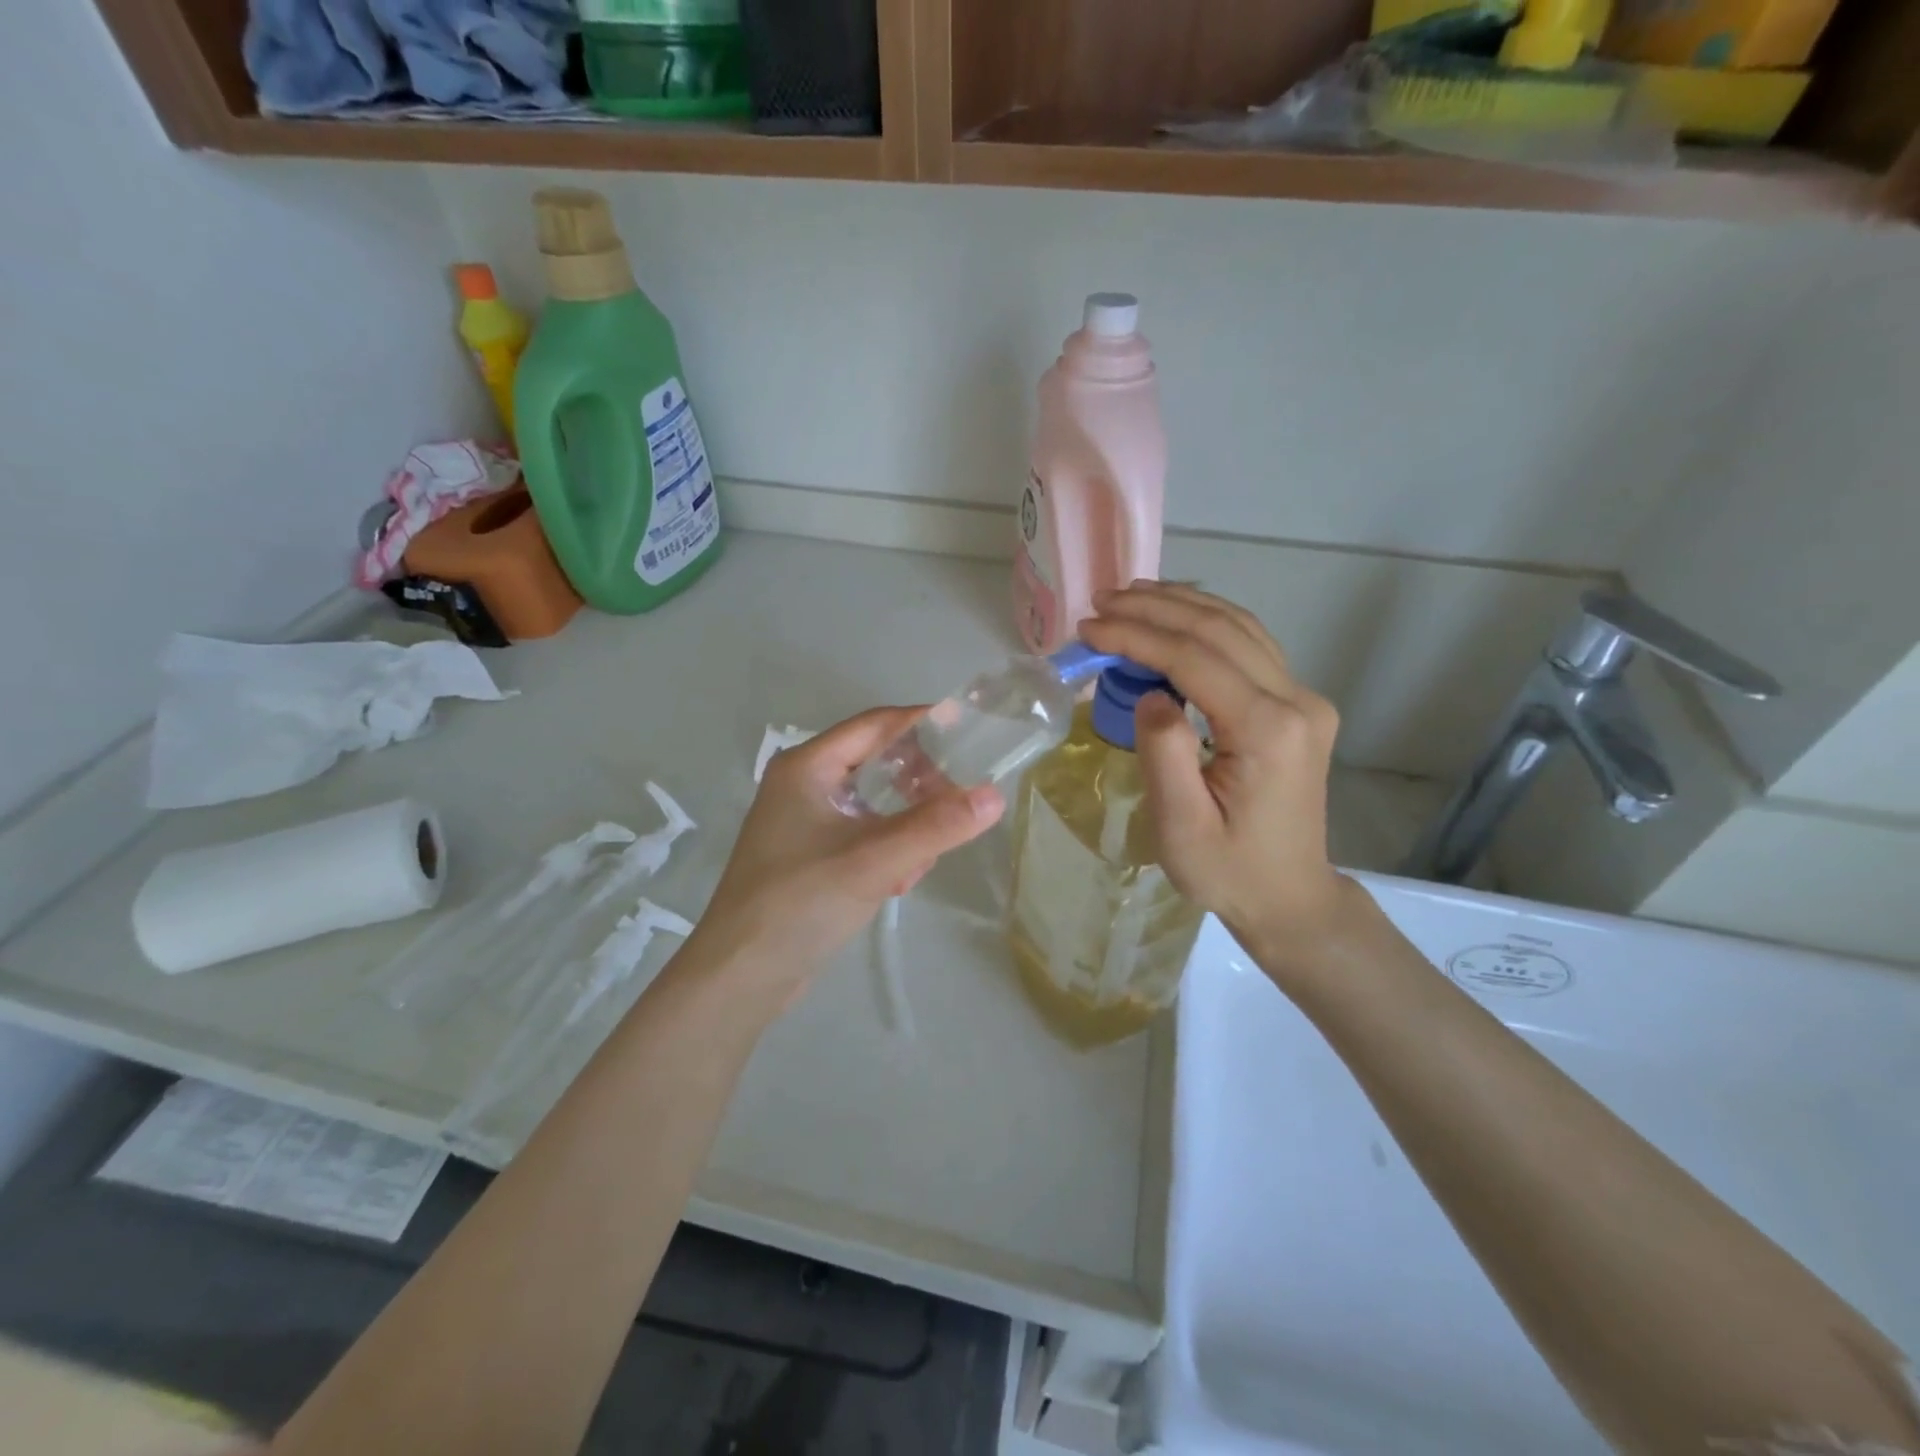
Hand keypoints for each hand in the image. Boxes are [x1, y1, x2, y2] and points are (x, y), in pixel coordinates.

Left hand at [690, 707, 1003, 1005]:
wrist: (740, 976)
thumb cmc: (800, 904)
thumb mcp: (874, 861)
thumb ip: (936, 827)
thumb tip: (994, 796)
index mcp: (808, 766)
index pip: (876, 724)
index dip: (924, 723)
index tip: (971, 731)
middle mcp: (804, 783)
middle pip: (877, 761)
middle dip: (919, 783)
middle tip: (956, 805)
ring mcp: (805, 820)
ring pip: (875, 802)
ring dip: (907, 823)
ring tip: (925, 857)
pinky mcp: (811, 854)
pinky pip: (864, 833)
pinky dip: (888, 847)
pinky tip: (900, 881)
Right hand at [1080, 582, 1353, 980]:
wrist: (1290, 896)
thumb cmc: (1229, 872)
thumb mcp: (1181, 828)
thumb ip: (1164, 753)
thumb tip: (1151, 693)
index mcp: (1268, 730)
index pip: (1195, 658)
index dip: (1137, 635)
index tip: (1088, 628)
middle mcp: (1296, 701)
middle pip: (1219, 630)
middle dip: (1154, 608)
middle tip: (1099, 601)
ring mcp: (1304, 699)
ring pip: (1239, 627)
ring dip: (1181, 605)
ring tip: (1129, 597)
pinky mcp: (1298, 705)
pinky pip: (1250, 645)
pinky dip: (1206, 623)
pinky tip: (1173, 617)